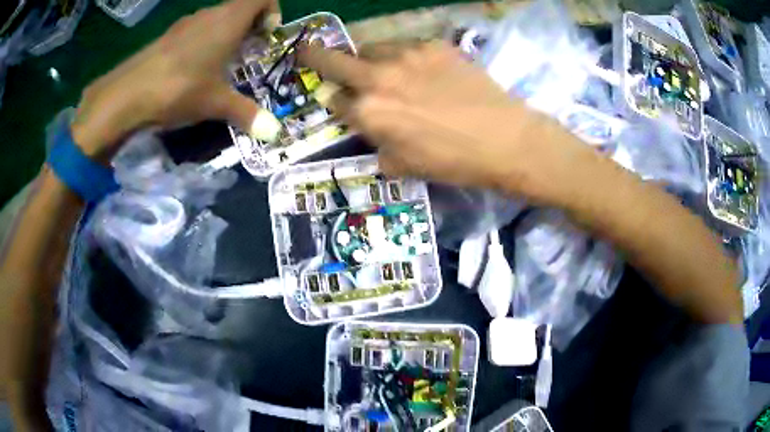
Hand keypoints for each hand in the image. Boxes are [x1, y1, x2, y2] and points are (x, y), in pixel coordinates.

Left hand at [72, 0, 280, 156]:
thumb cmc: (178, 88)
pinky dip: (203, 41)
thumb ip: (247, 114)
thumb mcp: (216, 103)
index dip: (271, 11)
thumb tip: (276, 134)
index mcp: (228, 20)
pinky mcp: (167, 37)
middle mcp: (208, 15)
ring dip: (226, 34)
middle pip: (239, 7)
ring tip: (222, 64)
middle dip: (250, 26)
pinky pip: (195, 30)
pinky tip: (194, 69)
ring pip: (216, 18)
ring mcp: (185, 24)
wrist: (126, 96)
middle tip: (249, 54)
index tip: (267, 36)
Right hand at [299, 41, 596, 205]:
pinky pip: (406, 45)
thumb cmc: (453, 161)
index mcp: (368, 113)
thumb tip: (370, 130)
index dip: (336, 103)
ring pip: (371, 48)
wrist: (504, 139)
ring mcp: (407, 55)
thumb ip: (376, 145)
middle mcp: (379, 78)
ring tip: (386, 68)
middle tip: (308, 50)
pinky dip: (404, 56)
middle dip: (314, 56)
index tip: (339, 102)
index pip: (334, 101)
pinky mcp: (434, 45)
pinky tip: (421, 69)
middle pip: (333, 60)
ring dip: (369, 58)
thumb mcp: (404, 167)